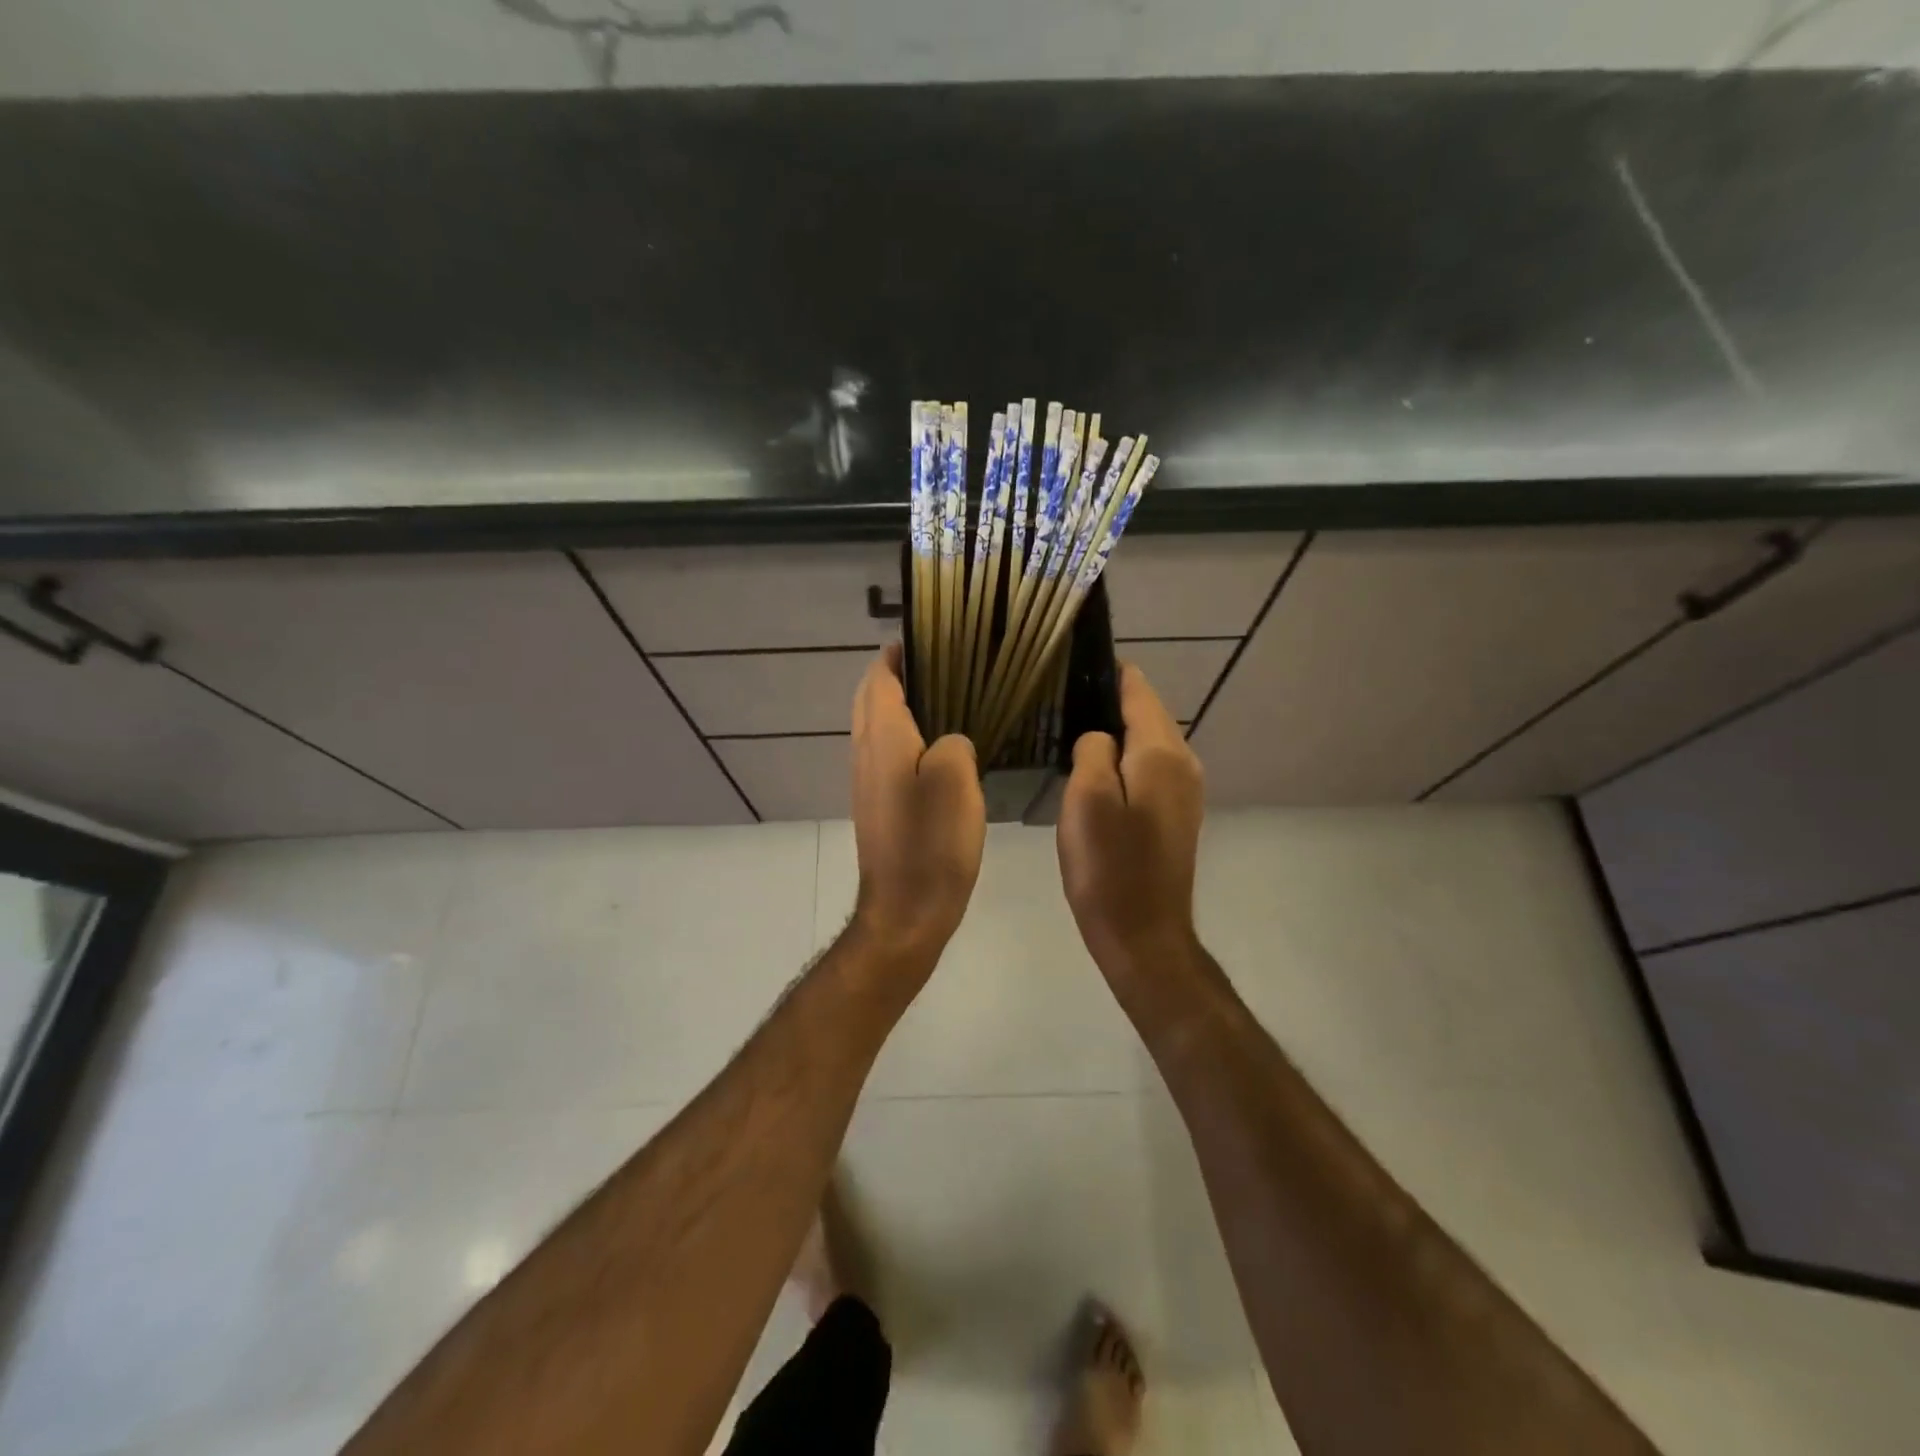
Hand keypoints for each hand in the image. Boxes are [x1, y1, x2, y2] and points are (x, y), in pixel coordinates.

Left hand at [849, 642, 985, 969]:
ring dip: (899, 707)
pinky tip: (939, 748)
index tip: (924, 639)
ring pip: (876, 729)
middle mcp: (866, 755)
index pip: (878, 680)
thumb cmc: (931, 843)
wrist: (905, 912)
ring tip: (945, 699)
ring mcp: (867, 783)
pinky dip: (905, 737)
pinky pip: (886, 756)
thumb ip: (954, 742)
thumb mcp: (957, 781)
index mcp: (883, 739)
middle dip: (895, 677)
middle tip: (940, 667)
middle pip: (870, 701)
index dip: (895, 656)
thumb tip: (949, 741)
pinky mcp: (878, 807)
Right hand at [1056, 664, 1204, 980]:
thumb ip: (1092, 750)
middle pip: (1147, 714)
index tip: (1075, 659)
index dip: (1110, 671)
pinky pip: (1149, 769)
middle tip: (1061, 696)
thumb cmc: (1109, 867)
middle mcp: (1183, 764)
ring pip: (1147, 743)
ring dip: (1116, 732)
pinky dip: (1125, 760)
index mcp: (1162, 753)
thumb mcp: (1087, 799)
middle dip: (1110, 700)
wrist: (1143, 935)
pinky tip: (1095, 769)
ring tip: (1071, 727)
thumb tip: (1098, 738)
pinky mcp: (1177, 815)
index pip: (1138, 691)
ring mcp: (1185, 791)